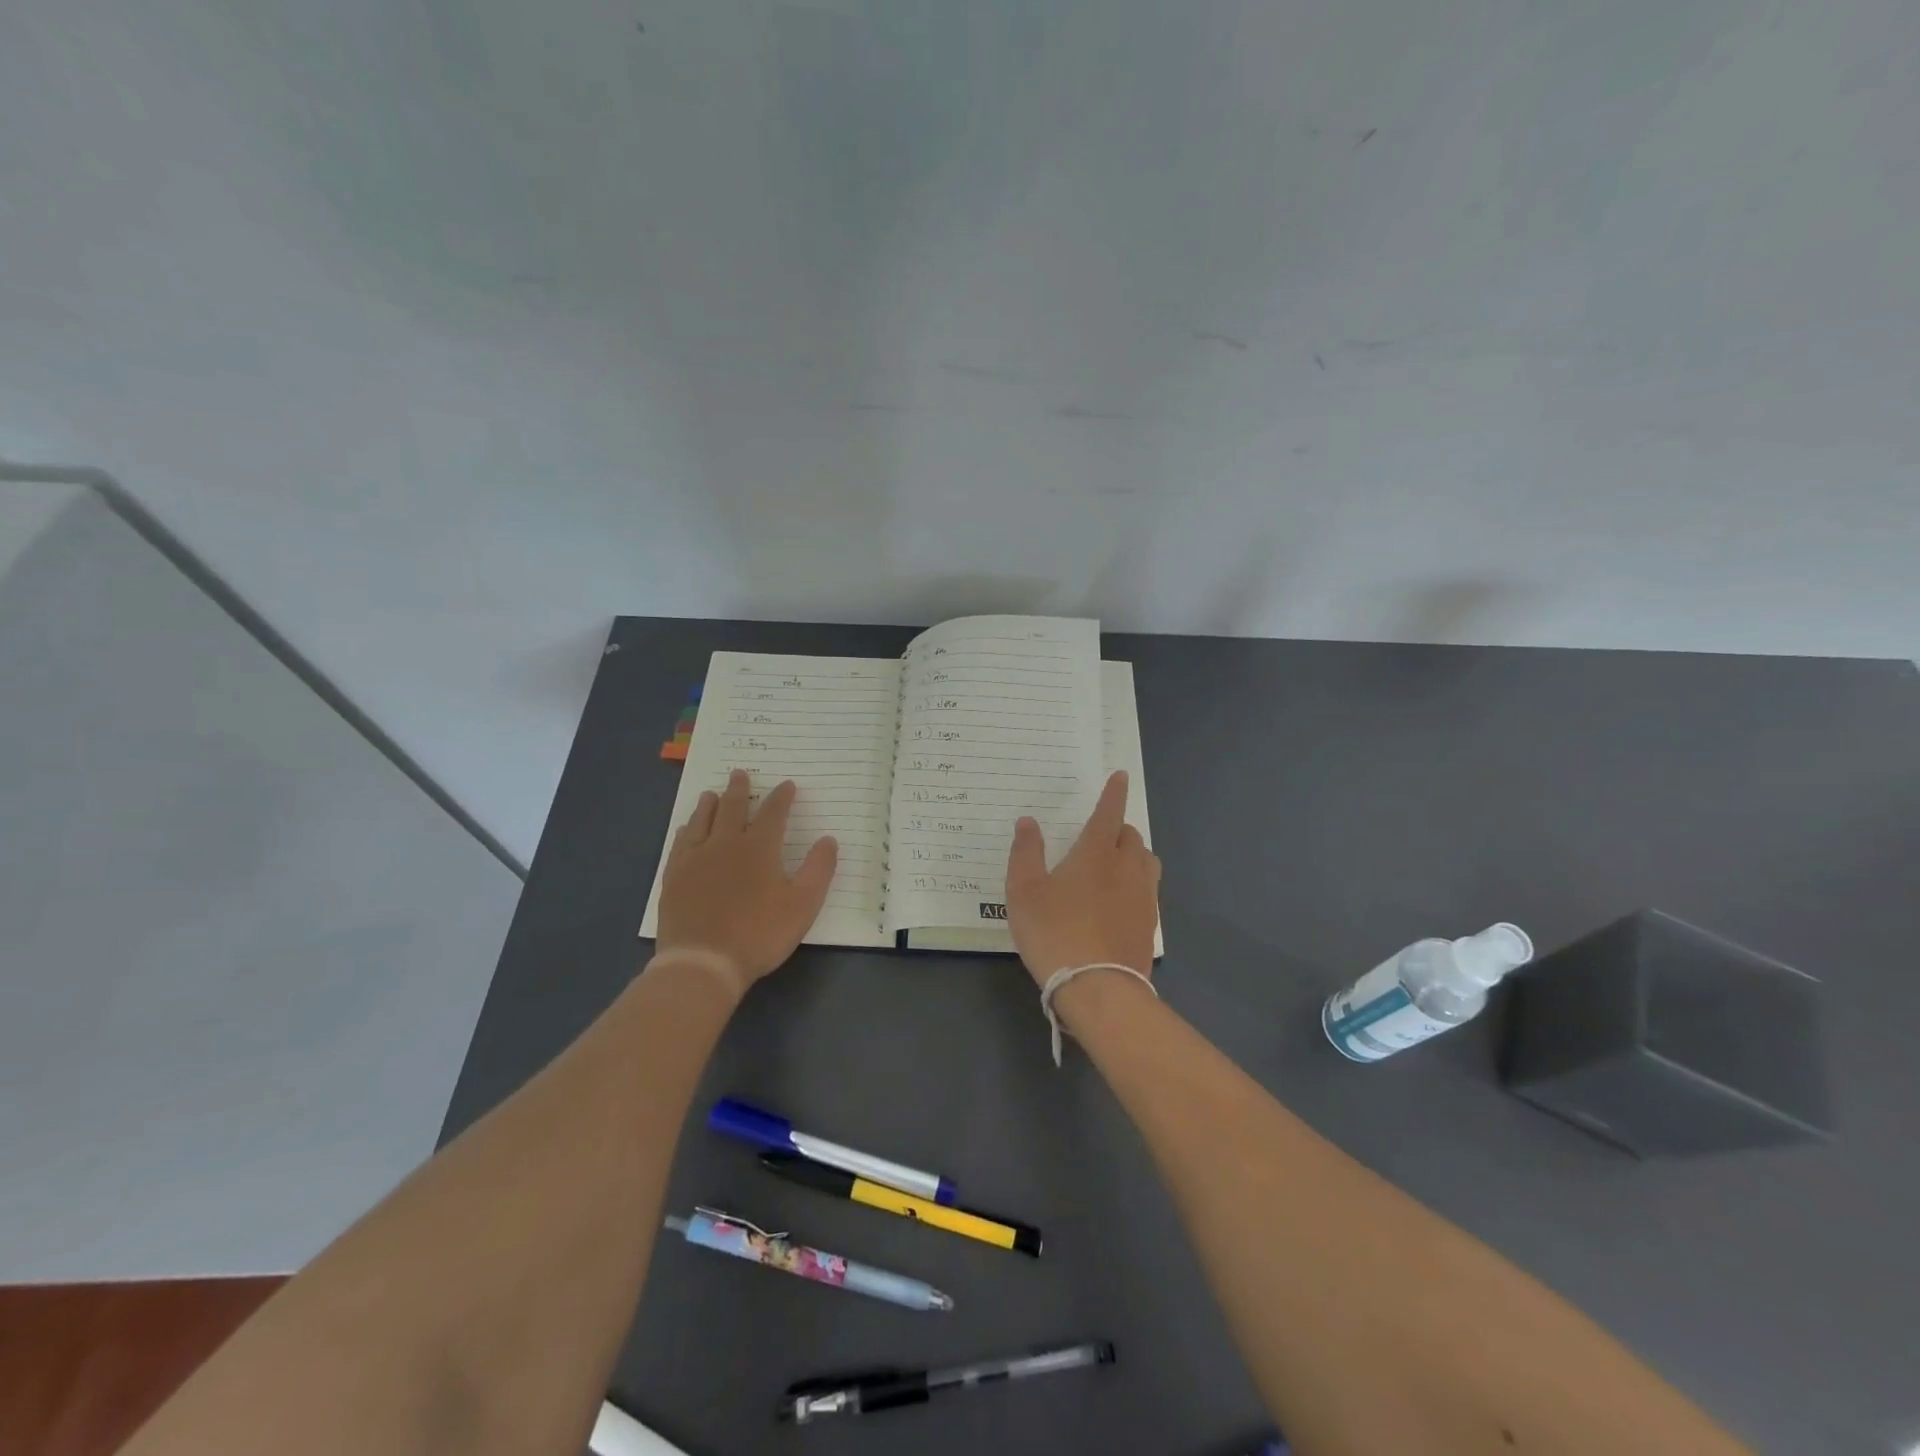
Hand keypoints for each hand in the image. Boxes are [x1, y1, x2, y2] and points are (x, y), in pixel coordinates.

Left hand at [654, 770, 837, 997]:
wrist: (703, 962)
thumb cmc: (759, 934)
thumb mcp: (803, 906)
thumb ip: (819, 870)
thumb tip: (829, 840)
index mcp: (759, 848)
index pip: (773, 813)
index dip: (782, 797)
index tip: (787, 785)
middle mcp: (726, 843)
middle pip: (732, 808)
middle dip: (739, 789)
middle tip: (740, 774)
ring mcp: (696, 858)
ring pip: (702, 820)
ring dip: (710, 804)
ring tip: (712, 794)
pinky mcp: (674, 876)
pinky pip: (680, 843)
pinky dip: (687, 830)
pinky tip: (687, 828)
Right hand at [1004, 770, 1160, 987]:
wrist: (1098, 987)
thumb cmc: (1053, 932)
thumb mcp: (1024, 892)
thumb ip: (1025, 853)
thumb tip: (1028, 822)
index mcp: (1095, 853)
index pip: (1108, 813)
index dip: (1114, 793)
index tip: (1121, 776)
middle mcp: (1125, 868)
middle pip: (1130, 836)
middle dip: (1118, 827)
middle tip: (1100, 833)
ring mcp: (1143, 896)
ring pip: (1145, 861)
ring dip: (1132, 854)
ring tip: (1115, 863)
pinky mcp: (1149, 923)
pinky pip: (1148, 890)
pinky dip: (1136, 883)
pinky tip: (1120, 900)